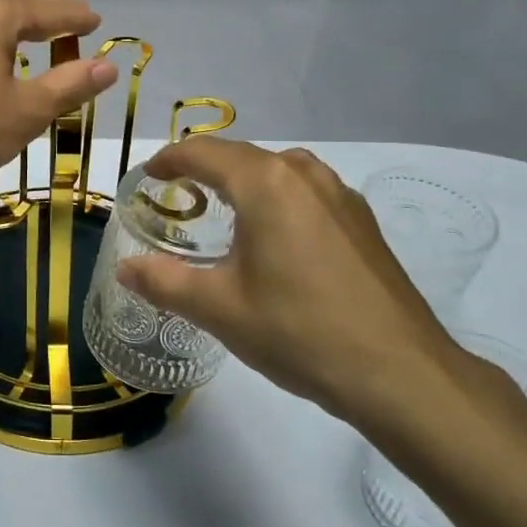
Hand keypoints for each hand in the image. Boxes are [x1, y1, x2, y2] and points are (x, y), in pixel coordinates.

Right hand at [115, 138, 465, 432]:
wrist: (400, 374)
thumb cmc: (298, 331)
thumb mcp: (219, 308)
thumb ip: (163, 281)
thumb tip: (125, 268)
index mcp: (265, 183)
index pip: (202, 152)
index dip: (168, 161)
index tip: (146, 179)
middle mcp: (304, 173)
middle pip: (239, 156)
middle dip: (202, 170)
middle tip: (175, 198)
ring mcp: (340, 195)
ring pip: (276, 171)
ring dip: (241, 182)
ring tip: (220, 213)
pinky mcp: (361, 220)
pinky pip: (304, 192)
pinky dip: (274, 199)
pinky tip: (272, 238)